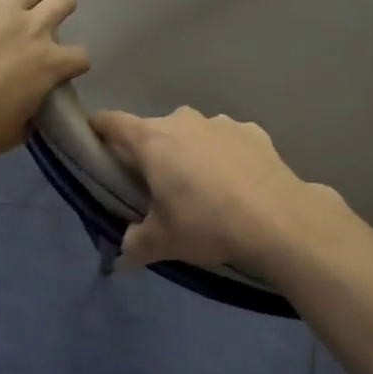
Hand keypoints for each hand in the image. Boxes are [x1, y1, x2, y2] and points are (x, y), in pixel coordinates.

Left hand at [0, 0, 91, 157]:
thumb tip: (32, 110)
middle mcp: (37, 29)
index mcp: (51, 65)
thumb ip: (32, 116)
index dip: (74, 61)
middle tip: (47, 18)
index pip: (81, 56)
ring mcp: (8, 7)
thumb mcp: (17, 132)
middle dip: (62, 7)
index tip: (62, 66)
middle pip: (66, 0)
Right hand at [91, 107, 348, 270]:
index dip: (97, 129)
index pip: (111, 122)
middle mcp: (183, 120)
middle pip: (153, 131)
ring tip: (201, 188)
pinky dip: (223, 156)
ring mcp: (221, 122)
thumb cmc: (207, 224)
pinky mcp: (253, 132)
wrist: (280, 220)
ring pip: (192, 134)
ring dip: (189, 153)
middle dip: (150, 153)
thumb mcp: (162, 242)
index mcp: (152, 140)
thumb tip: (125, 253)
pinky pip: (226, 141)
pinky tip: (235, 185)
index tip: (93, 141)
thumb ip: (135, 244)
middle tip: (154, 186)